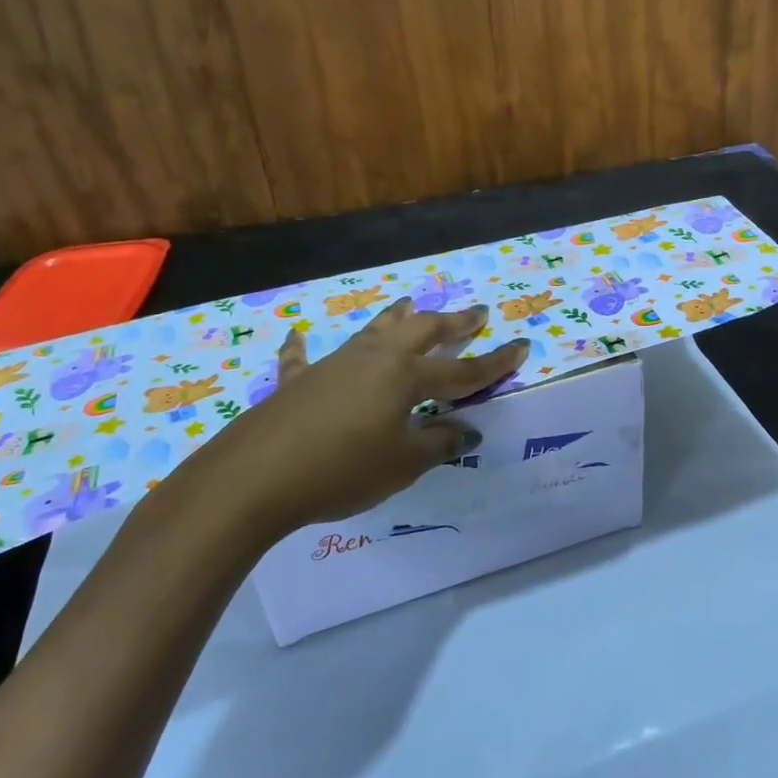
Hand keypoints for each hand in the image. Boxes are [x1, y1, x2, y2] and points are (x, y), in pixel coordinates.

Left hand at [188, 299, 528, 540]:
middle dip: (453, 322)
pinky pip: (304, 358)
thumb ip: (438, 443)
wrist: (255, 476)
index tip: (522, 345)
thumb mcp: (402, 464)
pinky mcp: (297, 381)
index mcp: (405, 377)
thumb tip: (466, 430)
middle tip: (477, 313)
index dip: (495, 362)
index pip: (462, 369)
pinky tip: (297, 335)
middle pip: (421, 331)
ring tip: (410, 301)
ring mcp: (334, 364)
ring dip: (395, 317)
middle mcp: (374, 359)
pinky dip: (303, 347)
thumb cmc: (342, 469)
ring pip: (372, 331)